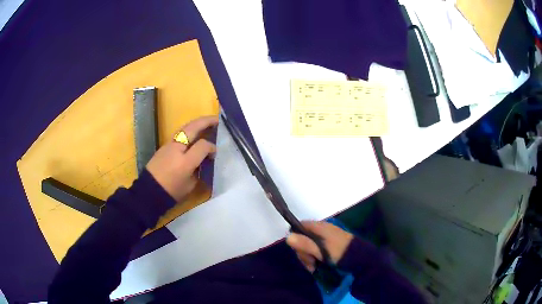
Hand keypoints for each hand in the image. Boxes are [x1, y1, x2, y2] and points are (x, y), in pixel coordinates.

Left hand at [146, 116, 218, 202]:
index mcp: (185, 161)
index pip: (203, 145)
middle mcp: (177, 148)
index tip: (215, 153)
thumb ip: (199, 170)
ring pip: (184, 127)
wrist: (149, 191)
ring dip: (196, 123)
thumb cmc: (171, 192)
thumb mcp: (190, 185)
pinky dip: (189, 130)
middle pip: (193, 128)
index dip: (211, 147)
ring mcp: (169, 144)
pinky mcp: (164, 145)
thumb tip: (204, 159)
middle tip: (217, 120)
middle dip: (206, 122)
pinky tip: (193, 133)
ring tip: (206, 123)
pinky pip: (179, 133)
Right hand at [286, 221, 353, 271]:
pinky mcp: (328, 245)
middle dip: (303, 252)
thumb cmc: (340, 253)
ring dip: (308, 257)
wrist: (360, 258)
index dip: (295, 237)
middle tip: (310, 263)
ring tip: (314, 267)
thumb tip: (288, 237)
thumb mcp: (322, 251)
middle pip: (302, 238)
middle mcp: (321, 230)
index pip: (300, 226)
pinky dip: (314, 258)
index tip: (298, 250)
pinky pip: (315, 250)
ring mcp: (325, 238)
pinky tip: (316, 266)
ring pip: (308, 246)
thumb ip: (305, 244)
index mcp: (319, 227)